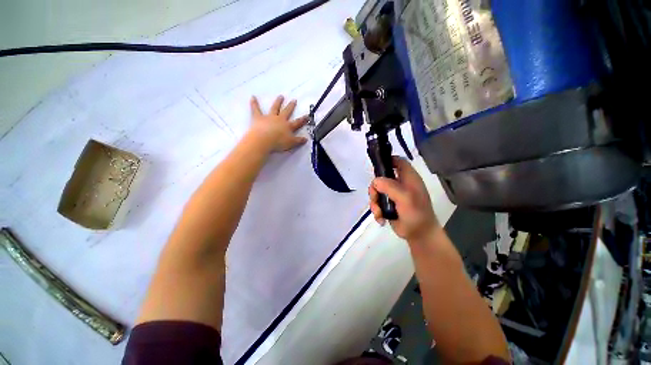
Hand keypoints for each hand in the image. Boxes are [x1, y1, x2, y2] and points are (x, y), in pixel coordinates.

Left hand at [248, 95, 308, 152]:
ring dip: (278, 102)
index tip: (307, 116)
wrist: (264, 140)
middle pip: (287, 111)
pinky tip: (253, 97)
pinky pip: (256, 109)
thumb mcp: (291, 143)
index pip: (297, 122)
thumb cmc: (278, 142)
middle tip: (294, 100)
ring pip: (275, 108)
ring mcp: (269, 117)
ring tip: (281, 96)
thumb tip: (306, 139)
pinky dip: (254, 103)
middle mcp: (280, 119)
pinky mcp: (259, 118)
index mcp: (288, 126)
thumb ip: (299, 141)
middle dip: (291, 106)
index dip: (303, 120)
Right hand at [369, 156, 439, 241]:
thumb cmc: (417, 215)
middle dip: (375, 188)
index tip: (376, 167)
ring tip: (379, 213)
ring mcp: (393, 194)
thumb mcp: (406, 198)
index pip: (398, 161)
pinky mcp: (387, 204)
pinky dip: (376, 210)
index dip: (388, 160)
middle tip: (375, 197)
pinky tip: (380, 218)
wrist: (419, 235)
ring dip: (374, 202)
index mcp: (408, 178)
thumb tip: (375, 181)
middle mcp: (400, 184)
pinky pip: (376, 202)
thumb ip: (390, 187)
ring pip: (376, 191)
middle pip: (381, 177)